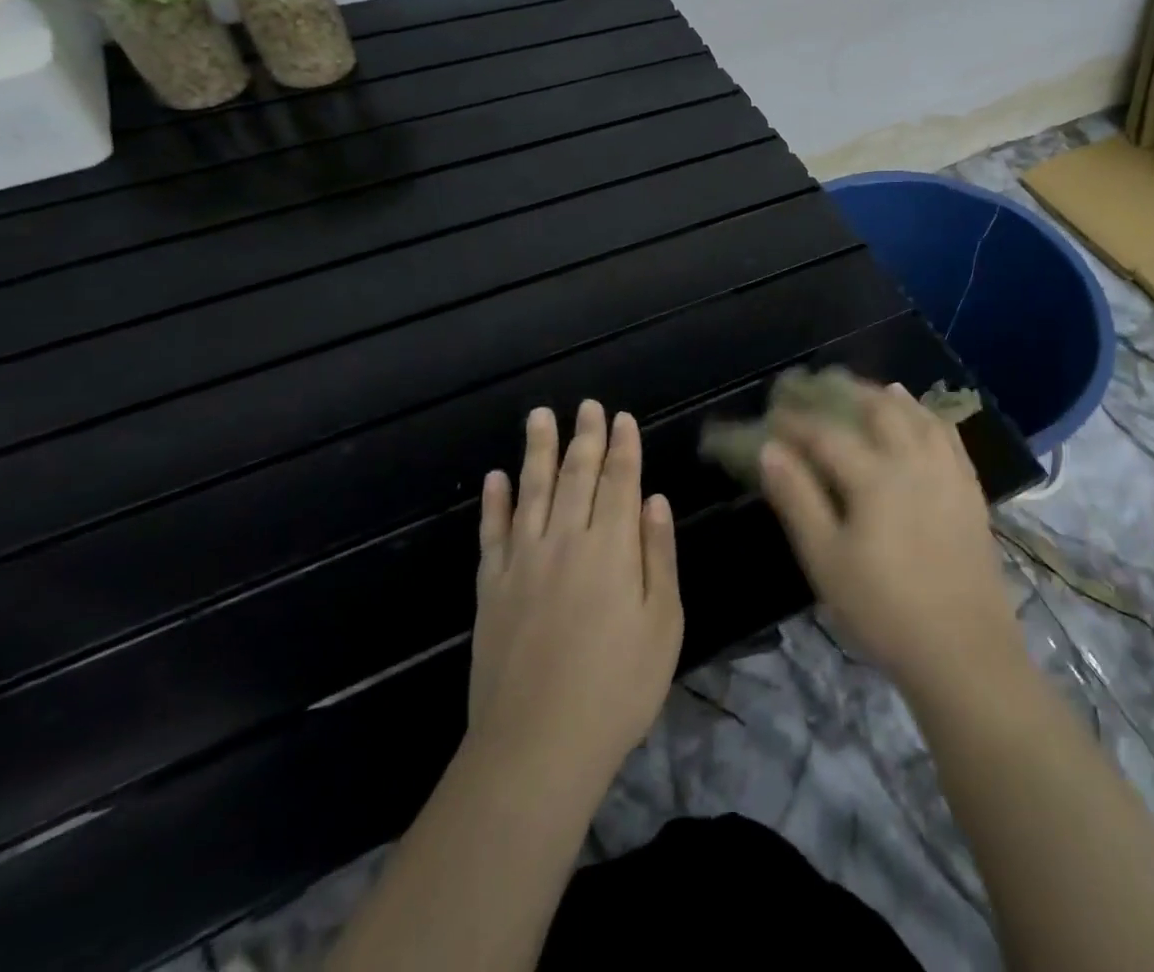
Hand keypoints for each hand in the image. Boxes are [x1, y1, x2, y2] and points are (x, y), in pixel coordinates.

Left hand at [468, 401, 682, 791]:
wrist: (537, 747)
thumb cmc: (618, 687)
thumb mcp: (663, 623)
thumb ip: (659, 555)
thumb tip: (654, 500)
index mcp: (612, 548)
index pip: (620, 481)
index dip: (623, 447)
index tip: (622, 417)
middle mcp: (566, 540)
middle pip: (576, 476)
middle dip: (584, 438)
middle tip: (586, 406)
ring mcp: (522, 562)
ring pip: (531, 491)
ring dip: (537, 451)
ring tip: (539, 417)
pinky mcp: (490, 588)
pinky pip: (491, 533)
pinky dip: (493, 502)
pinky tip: (495, 477)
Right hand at [759, 382, 1023, 703]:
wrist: (963, 651)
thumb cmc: (883, 609)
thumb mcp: (826, 560)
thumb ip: (797, 499)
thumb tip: (769, 450)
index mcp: (874, 476)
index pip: (826, 434)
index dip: (796, 421)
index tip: (773, 413)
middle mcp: (913, 460)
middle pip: (878, 409)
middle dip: (846, 394)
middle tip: (822, 389)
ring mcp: (948, 472)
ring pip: (918, 415)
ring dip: (890, 398)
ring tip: (871, 391)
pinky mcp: (970, 490)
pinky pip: (949, 436)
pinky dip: (928, 417)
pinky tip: (921, 418)